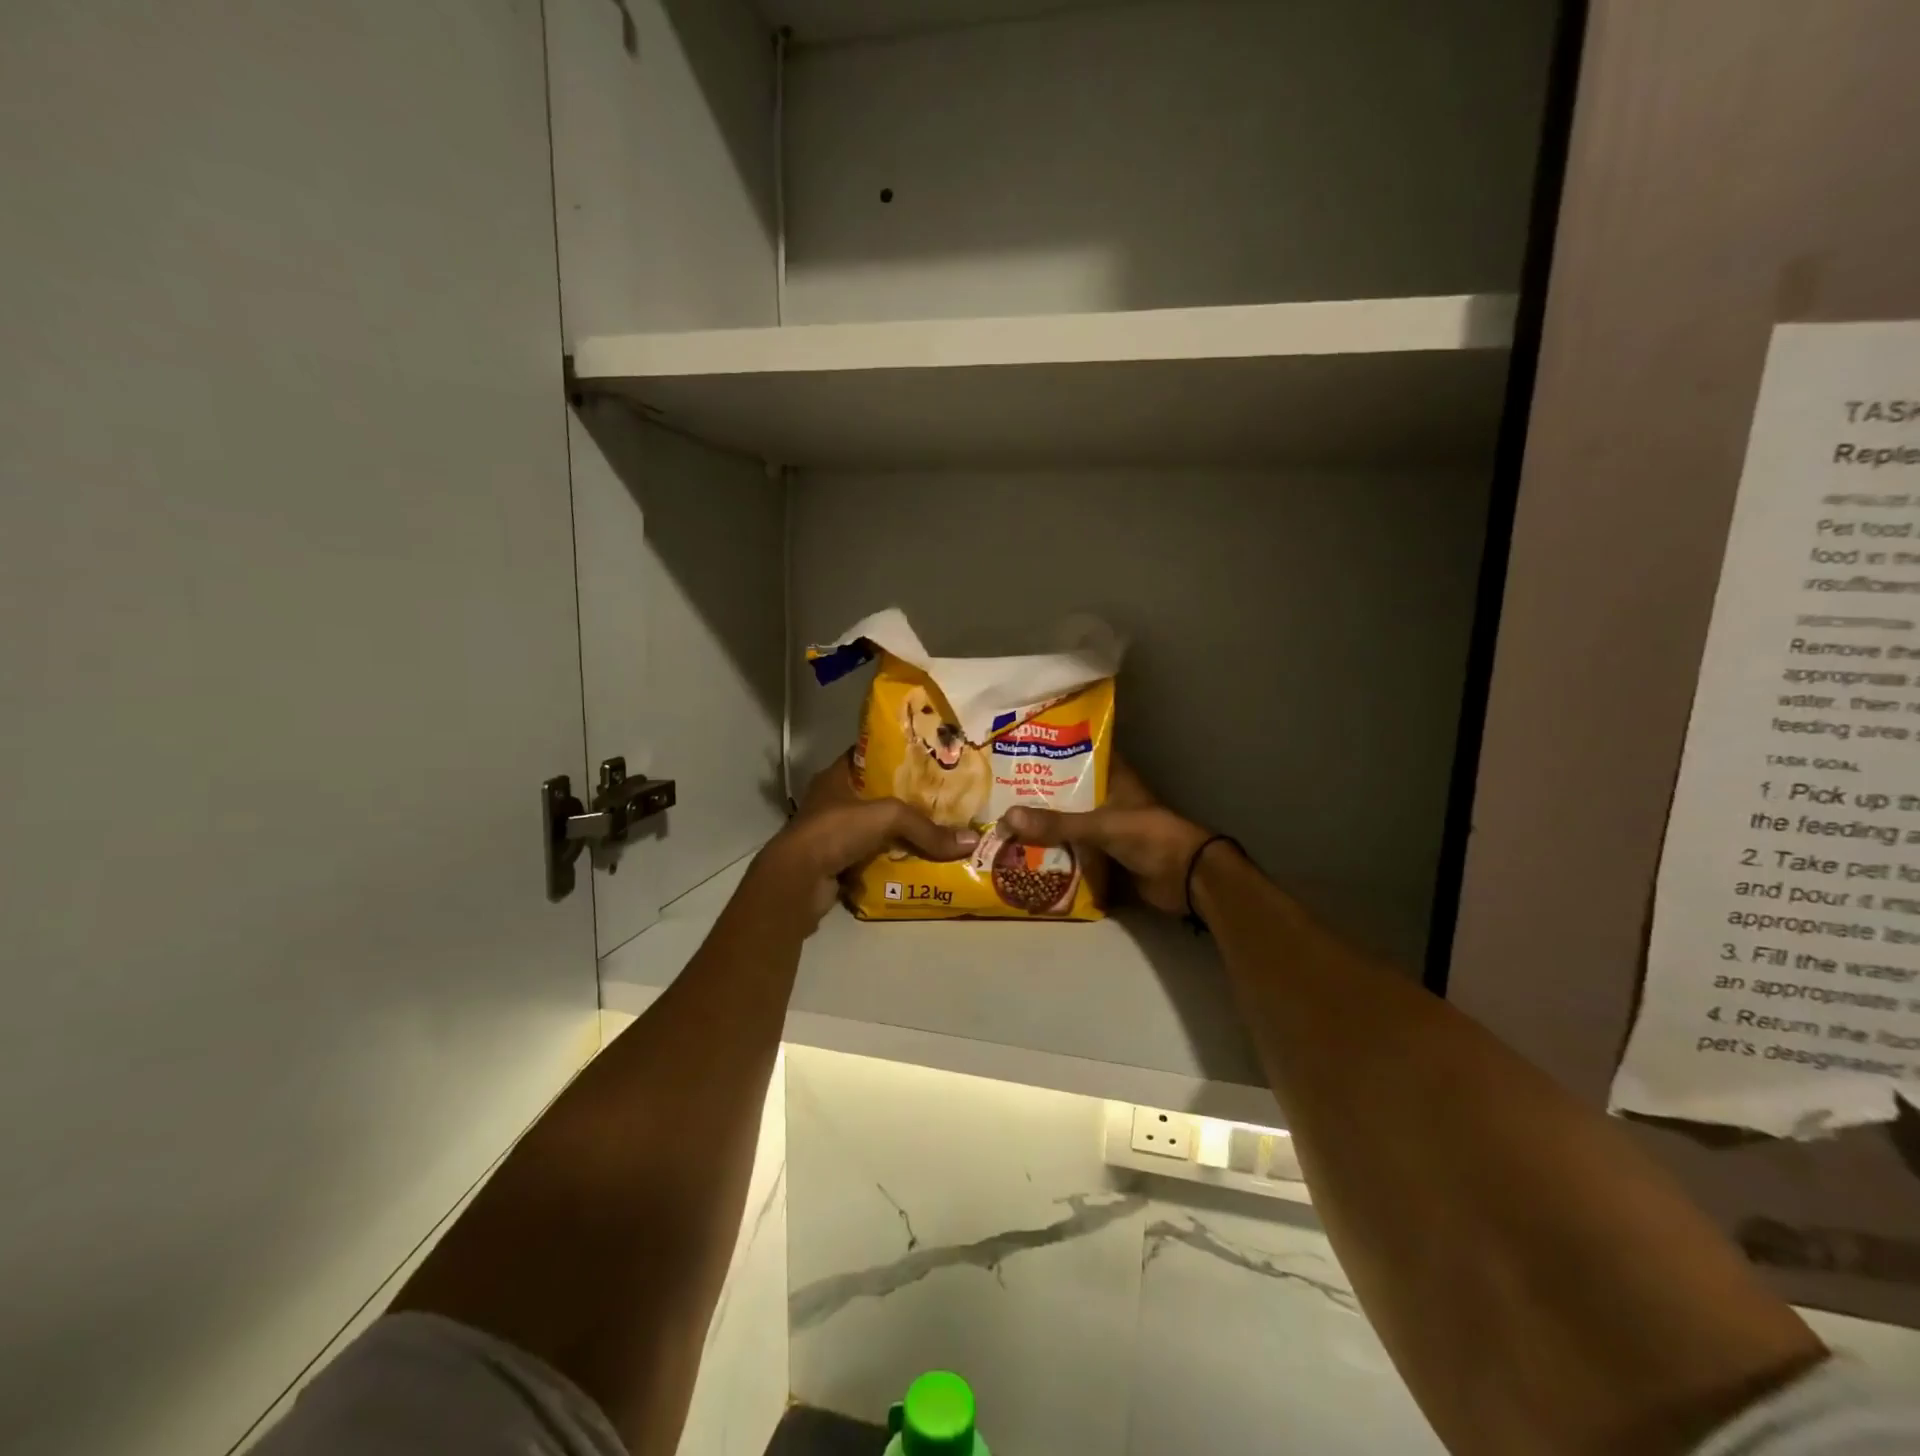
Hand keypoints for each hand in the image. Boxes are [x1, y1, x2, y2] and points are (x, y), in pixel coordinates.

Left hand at [757, 753, 978, 923]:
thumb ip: (927, 828)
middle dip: (907, 799)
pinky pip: (872, 857)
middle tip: (943, 799)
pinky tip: (919, 861)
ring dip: (900, 832)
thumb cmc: (835, 831)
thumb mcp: (887, 817)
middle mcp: (833, 802)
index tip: (929, 759)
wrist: (797, 880)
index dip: (897, 756)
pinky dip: (891, 860)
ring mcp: (832, 834)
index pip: (870, 757)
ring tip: (938, 831)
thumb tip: (971, 841)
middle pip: (877, 795)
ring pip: (875, 828)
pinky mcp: (836, 862)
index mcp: (836, 777)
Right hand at [1000, 758, 1215, 916]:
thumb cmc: (1148, 836)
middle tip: (999, 790)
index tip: (1020, 749)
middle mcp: (1108, 799)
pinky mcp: (1106, 855)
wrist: (1185, 878)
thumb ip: (1057, 823)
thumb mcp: (1100, 825)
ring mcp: (1107, 828)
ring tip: (1004, 821)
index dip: (1054, 751)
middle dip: (1039, 794)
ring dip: (1044, 825)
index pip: (1080, 755)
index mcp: (1113, 778)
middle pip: (1068, 792)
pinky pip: (1074, 849)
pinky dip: (1054, 852)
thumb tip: (1007, 817)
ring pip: (1069, 822)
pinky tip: (1024, 852)